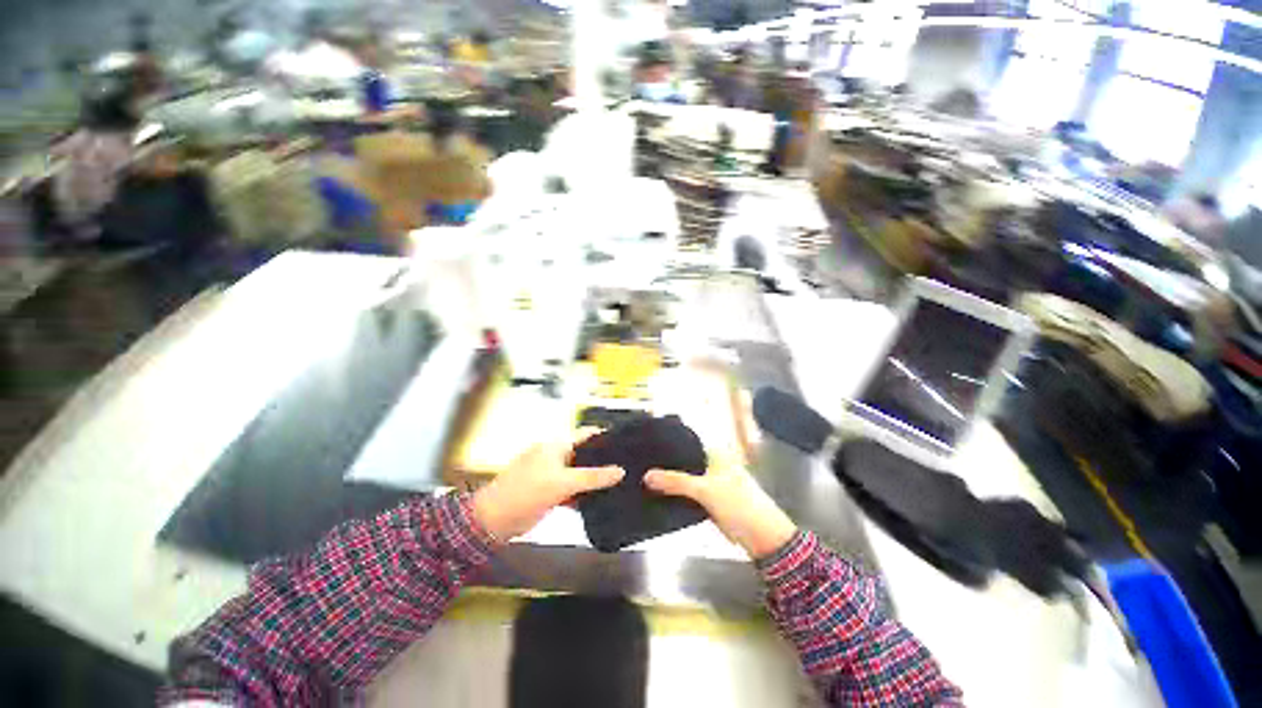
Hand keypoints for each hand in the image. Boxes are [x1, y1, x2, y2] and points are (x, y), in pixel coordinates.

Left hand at [472, 430, 623, 540]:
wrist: (492, 522)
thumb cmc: (524, 493)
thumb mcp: (561, 483)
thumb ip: (592, 477)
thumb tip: (620, 471)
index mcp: (556, 445)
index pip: (586, 435)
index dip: (605, 436)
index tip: (626, 443)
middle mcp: (556, 456)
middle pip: (585, 455)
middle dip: (603, 460)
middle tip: (628, 467)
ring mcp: (553, 475)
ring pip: (580, 474)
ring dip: (595, 479)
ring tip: (621, 484)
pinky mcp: (550, 493)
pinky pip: (573, 490)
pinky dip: (584, 494)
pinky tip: (601, 500)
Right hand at [644, 452, 796, 559]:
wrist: (764, 538)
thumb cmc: (739, 505)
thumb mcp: (705, 491)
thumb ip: (676, 482)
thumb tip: (647, 475)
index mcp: (716, 454)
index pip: (686, 444)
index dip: (667, 447)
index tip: (645, 448)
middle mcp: (713, 464)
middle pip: (684, 462)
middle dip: (665, 465)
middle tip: (640, 465)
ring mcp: (713, 483)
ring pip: (686, 479)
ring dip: (670, 481)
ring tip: (644, 478)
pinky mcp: (711, 500)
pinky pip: (689, 493)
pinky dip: (677, 494)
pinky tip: (661, 495)